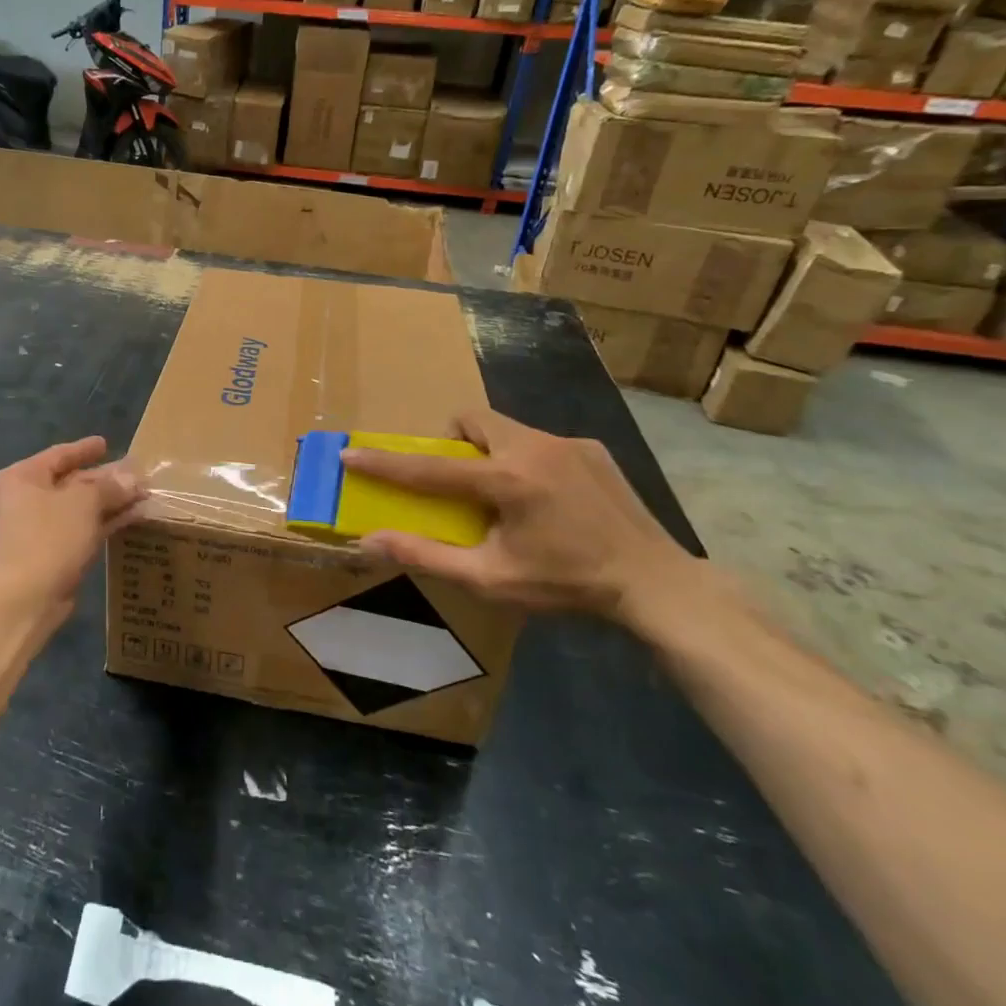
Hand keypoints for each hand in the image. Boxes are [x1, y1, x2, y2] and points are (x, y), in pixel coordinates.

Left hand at [0, 436, 144, 627]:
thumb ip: (109, 486)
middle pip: (71, 481)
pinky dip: (105, 523)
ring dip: (110, 502)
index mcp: (22, 477)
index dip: (85, 449)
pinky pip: (82, 529)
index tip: (106, 443)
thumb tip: (131, 478)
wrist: (23, 601)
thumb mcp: (83, 503)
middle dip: (105, 479)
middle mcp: (25, 499)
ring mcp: (37, 529)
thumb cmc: (48, 538)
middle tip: (136, 474)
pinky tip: (133, 518)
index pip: (59, 455)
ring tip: (144, 495)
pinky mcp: (51, 554)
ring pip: (80, 508)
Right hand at [342, 408, 704, 624]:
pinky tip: (548, 499)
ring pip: (506, 428)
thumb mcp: (490, 579)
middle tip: (457, 480)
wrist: (656, 584)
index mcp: (507, 480)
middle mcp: (534, 447)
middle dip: (452, 442)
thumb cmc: (566, 585)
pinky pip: (540, 442)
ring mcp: (567, 443)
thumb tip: (369, 543)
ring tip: (503, 493)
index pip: (429, 468)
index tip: (350, 453)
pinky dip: (527, 460)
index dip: (384, 463)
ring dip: (490, 451)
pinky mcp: (592, 447)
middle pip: (472, 421)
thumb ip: (426, 555)